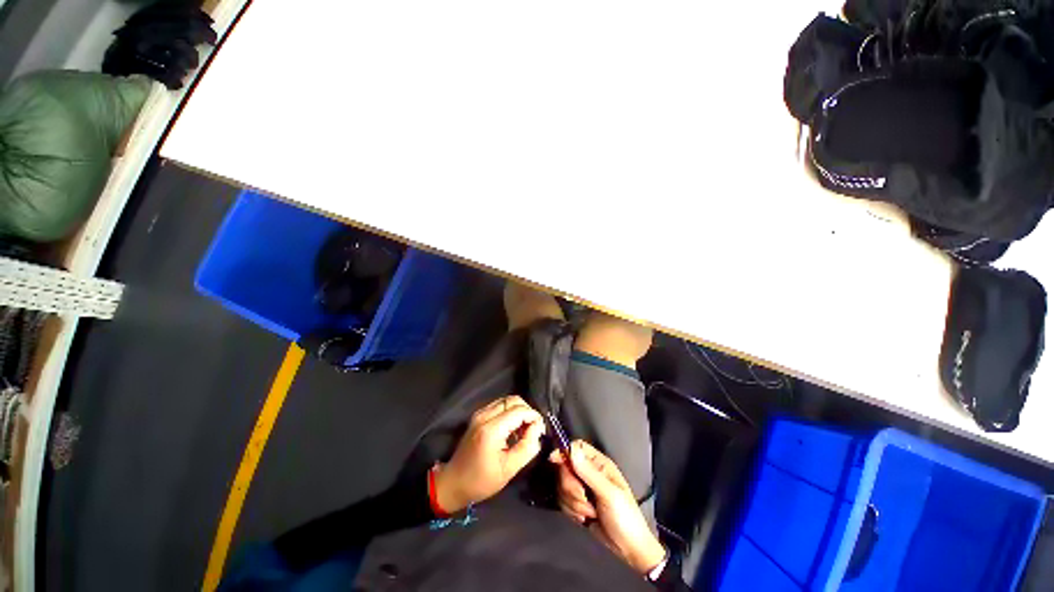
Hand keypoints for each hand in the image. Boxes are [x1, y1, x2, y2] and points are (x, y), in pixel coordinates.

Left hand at [433, 395, 544, 512]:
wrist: (454, 482)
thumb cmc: (481, 481)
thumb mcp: (508, 470)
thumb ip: (527, 447)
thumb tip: (537, 429)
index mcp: (491, 429)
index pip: (519, 410)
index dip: (534, 417)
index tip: (541, 430)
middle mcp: (484, 415)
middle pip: (513, 400)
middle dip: (527, 411)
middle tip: (533, 429)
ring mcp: (480, 413)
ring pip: (507, 400)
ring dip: (519, 411)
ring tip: (523, 430)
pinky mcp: (478, 415)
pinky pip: (500, 405)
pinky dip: (510, 412)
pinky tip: (512, 428)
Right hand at [550, 440, 665, 574]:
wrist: (628, 549)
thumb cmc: (625, 517)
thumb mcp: (609, 494)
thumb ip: (589, 473)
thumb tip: (571, 450)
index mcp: (599, 464)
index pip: (577, 448)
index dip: (565, 451)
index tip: (554, 460)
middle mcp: (589, 472)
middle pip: (565, 467)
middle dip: (571, 487)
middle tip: (584, 498)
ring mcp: (582, 488)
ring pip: (562, 486)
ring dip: (573, 503)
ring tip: (590, 513)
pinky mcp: (577, 503)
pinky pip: (563, 501)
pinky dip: (571, 511)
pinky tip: (585, 519)